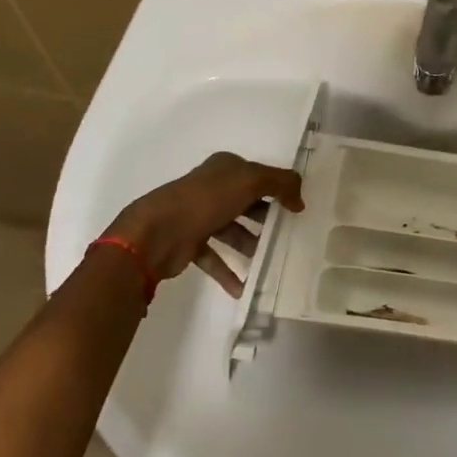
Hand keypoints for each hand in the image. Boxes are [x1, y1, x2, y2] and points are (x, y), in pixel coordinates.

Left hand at [103, 152, 304, 296]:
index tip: (297, 209)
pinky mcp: (190, 243)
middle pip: (247, 204)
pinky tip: (244, 287)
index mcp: (224, 169)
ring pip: (233, 231)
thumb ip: (281, 184)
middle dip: (267, 219)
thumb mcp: (250, 181)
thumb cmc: (206, 200)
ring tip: (270, 263)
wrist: (157, 233)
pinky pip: (215, 257)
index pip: (258, 175)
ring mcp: (199, 216)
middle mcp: (212, 189)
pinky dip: (229, 271)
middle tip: (288, 236)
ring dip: (251, 247)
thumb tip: (300, 200)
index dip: (278, 189)